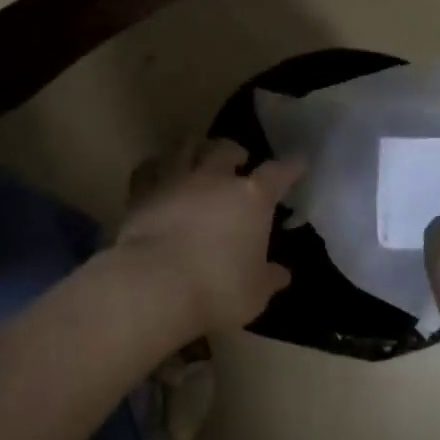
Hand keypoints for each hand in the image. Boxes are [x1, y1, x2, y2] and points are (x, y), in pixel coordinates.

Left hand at [114, 140, 301, 337]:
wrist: (155, 283)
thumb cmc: (217, 289)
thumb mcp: (254, 293)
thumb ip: (268, 278)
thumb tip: (281, 273)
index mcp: (251, 197)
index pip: (277, 174)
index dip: (290, 168)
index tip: (297, 164)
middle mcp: (214, 178)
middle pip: (225, 148)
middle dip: (234, 151)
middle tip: (238, 160)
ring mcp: (176, 179)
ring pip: (186, 147)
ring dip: (196, 148)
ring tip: (198, 155)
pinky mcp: (142, 191)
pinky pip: (149, 168)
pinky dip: (157, 166)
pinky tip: (158, 173)